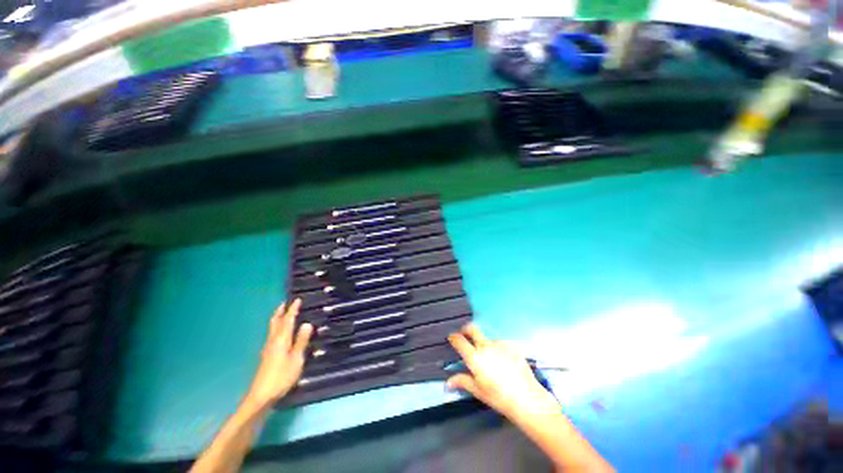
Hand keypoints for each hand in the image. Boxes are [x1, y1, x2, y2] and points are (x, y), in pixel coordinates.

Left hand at [244, 299, 312, 410]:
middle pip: (275, 322)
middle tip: (285, 303)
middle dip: (280, 312)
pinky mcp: (267, 355)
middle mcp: (273, 341)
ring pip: (272, 328)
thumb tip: (307, 323)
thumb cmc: (281, 376)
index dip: (292, 309)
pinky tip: (279, 332)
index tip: (297, 299)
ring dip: (278, 318)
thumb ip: (301, 341)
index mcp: (281, 339)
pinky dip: (277, 327)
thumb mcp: (296, 359)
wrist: (261, 396)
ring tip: (283, 313)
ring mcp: (268, 348)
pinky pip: (272, 334)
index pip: (287, 320)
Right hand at [447, 324, 558, 421]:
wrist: (526, 398)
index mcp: (474, 357)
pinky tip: (504, 361)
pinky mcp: (511, 345)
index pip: (459, 340)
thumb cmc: (498, 397)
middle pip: (472, 328)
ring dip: (485, 344)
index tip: (452, 338)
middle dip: (466, 329)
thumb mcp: (478, 390)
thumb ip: (462, 381)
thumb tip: (447, 382)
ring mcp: (499, 344)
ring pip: (487, 338)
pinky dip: (498, 349)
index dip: (453, 337)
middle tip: (465, 335)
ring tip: (491, 359)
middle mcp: (485, 346)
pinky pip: (500, 344)